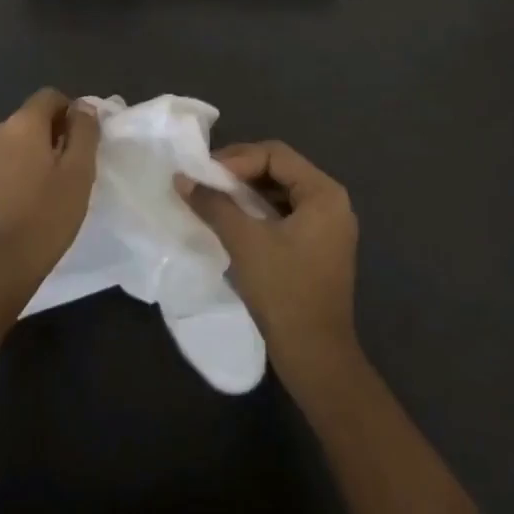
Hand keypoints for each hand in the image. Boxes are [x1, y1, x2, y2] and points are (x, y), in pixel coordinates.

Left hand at [0, 88, 98, 288]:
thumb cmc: (45, 217)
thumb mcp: (79, 173)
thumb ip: (84, 131)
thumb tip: (83, 106)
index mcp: (22, 124)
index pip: (49, 97)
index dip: (69, 113)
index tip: (79, 142)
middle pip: (28, 121)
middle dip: (48, 136)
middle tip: (65, 170)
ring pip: (9, 145)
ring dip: (26, 156)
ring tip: (42, 191)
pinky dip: (8, 176)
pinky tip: (18, 206)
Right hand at [179, 140, 359, 379]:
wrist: (316, 359)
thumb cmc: (284, 291)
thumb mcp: (244, 241)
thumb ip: (213, 203)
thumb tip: (181, 178)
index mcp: (323, 193)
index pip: (275, 154)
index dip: (237, 159)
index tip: (205, 174)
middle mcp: (332, 202)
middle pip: (280, 168)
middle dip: (240, 172)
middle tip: (206, 181)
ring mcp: (328, 226)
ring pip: (281, 191)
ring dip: (247, 192)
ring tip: (214, 198)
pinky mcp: (319, 248)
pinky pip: (286, 213)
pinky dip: (259, 211)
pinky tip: (234, 220)